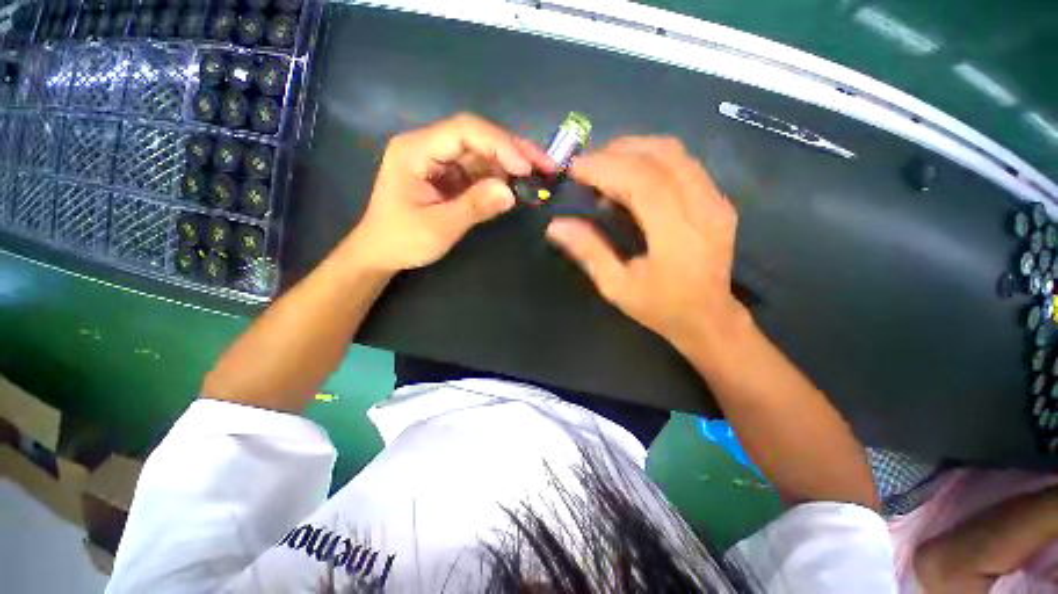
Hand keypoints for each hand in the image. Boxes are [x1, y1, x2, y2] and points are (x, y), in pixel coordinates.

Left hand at [347, 113, 553, 272]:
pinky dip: (501, 177)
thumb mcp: (438, 227)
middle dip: (513, 150)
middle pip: (477, 137)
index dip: (500, 144)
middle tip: (546, 166)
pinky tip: (519, 186)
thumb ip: (474, 207)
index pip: (464, 131)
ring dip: (512, 163)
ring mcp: (440, 161)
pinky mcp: (450, 176)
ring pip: (483, 152)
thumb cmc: (401, 240)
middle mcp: (429, 147)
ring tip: (540, 176)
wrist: (382, 253)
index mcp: (415, 150)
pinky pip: (480, 170)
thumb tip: (511, 192)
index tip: (527, 168)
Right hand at [545, 137, 742, 347]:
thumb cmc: (660, 307)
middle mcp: (703, 208)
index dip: (605, 168)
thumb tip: (556, 225)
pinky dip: (653, 159)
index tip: (575, 168)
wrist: (708, 318)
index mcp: (677, 234)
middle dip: (616, 153)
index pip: (641, 181)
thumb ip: (588, 251)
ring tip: (606, 166)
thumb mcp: (616, 286)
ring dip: (635, 150)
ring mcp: (716, 200)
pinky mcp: (719, 200)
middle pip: (659, 156)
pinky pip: (684, 163)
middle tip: (587, 167)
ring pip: (674, 153)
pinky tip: (633, 175)